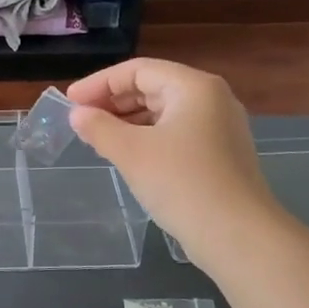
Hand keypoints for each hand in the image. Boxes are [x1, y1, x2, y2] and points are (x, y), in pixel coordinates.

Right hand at [66, 59, 278, 261]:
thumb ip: (99, 128)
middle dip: (113, 101)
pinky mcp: (221, 155)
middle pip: (153, 87)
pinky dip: (148, 138)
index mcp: (194, 87)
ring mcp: (220, 128)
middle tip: (81, 120)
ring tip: (98, 138)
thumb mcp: (131, 153)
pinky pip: (176, 133)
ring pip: (164, 112)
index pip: (138, 70)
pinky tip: (128, 156)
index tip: (70, 102)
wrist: (238, 237)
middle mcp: (212, 99)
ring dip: (128, 121)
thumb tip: (78, 115)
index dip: (99, 83)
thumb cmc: (182, 183)